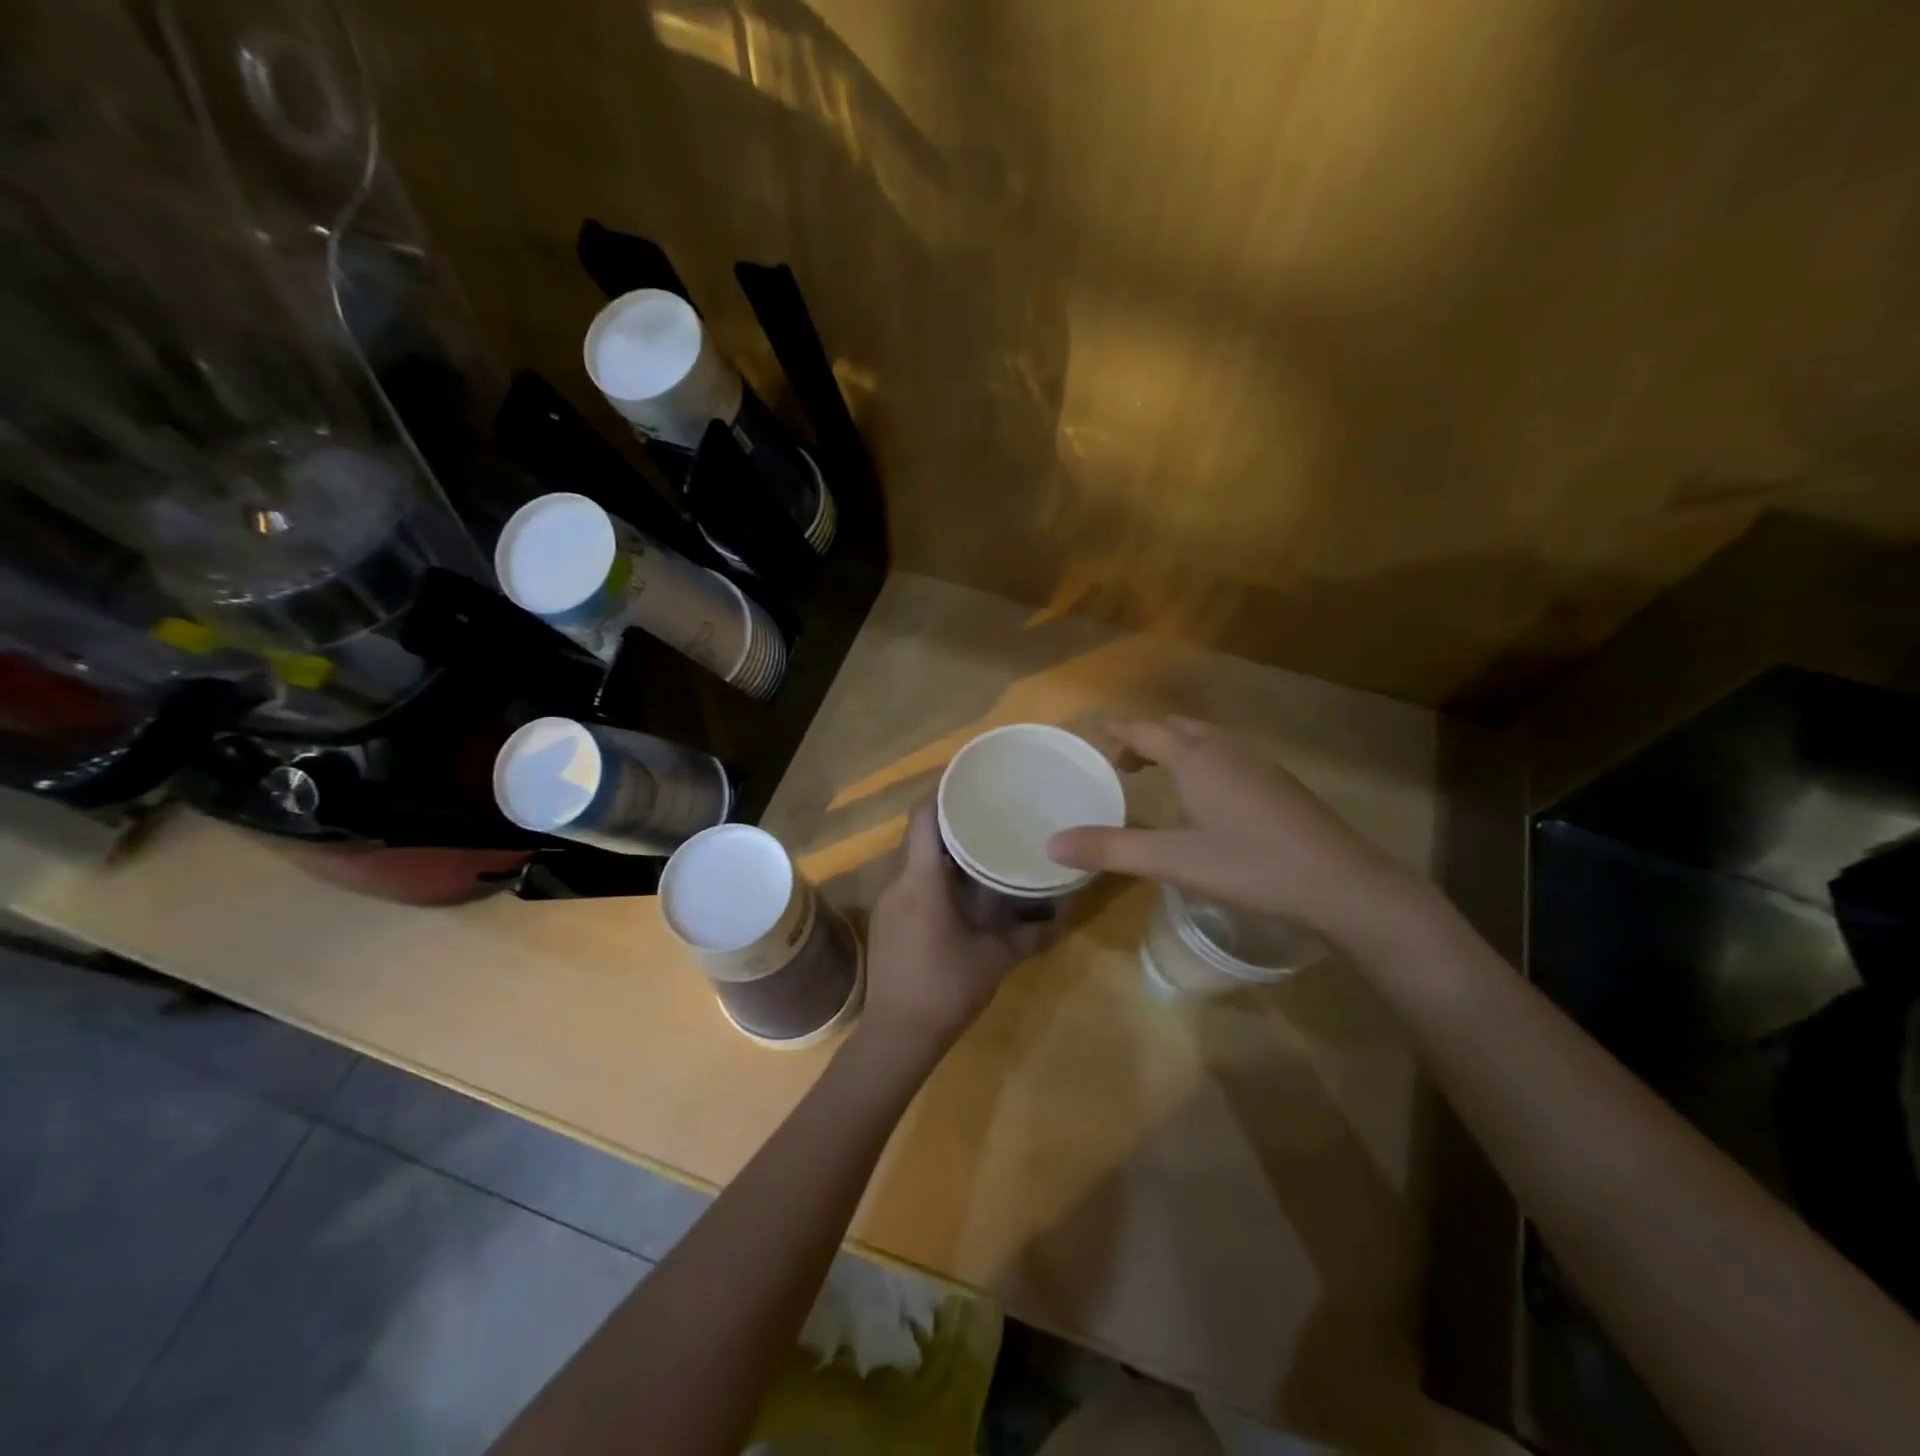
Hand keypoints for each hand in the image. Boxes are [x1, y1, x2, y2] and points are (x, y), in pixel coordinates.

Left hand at [861, 798, 1055, 1055]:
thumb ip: (1032, 936)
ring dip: (941, 849)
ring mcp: (888, 902)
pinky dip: (932, 873)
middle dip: (949, 820)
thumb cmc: (946, 989)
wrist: (897, 1036)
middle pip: (918, 834)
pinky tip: (959, 886)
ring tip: (978, 844)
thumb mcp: (995, 960)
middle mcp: (898, 882)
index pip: (923, 818)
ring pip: (913, 859)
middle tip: (987, 812)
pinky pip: (909, 881)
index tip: (972, 781)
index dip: (943, 792)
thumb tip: (1064, 918)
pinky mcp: (887, 920)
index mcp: (921, 881)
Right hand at [1046, 717, 1418, 938]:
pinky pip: (1230, 758)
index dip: (1119, 732)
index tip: (1097, 735)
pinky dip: (1205, 764)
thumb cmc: (1251, 865)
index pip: (1147, 731)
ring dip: (1179, 749)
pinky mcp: (1281, 785)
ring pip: (1208, 741)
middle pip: (1179, 728)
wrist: (1342, 884)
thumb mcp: (1174, 860)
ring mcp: (1260, 765)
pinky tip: (1209, 802)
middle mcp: (1227, 750)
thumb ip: (1111, 849)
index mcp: (1197, 758)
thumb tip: (1052, 844)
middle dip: (1147, 738)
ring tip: (1160, 779)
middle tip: (1124, 764)